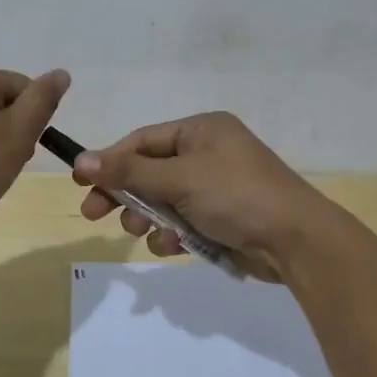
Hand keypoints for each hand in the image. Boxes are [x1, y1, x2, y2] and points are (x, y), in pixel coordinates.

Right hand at [71, 112, 333, 277]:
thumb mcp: (180, 179)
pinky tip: (171, 246)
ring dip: (147, 217)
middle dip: (124, 194)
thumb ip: (129, 173)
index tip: (80, 181)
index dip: (110, 160)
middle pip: (148, 172)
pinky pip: (181, 222)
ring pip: (162, 201)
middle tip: (93, 215)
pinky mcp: (219, 219)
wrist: (295, 241)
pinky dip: (171, 235)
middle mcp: (207, 154)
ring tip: (142, 231)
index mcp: (201, 131)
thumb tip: (81, 160)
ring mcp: (214, 188)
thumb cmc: (237, 195)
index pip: (142, 141)